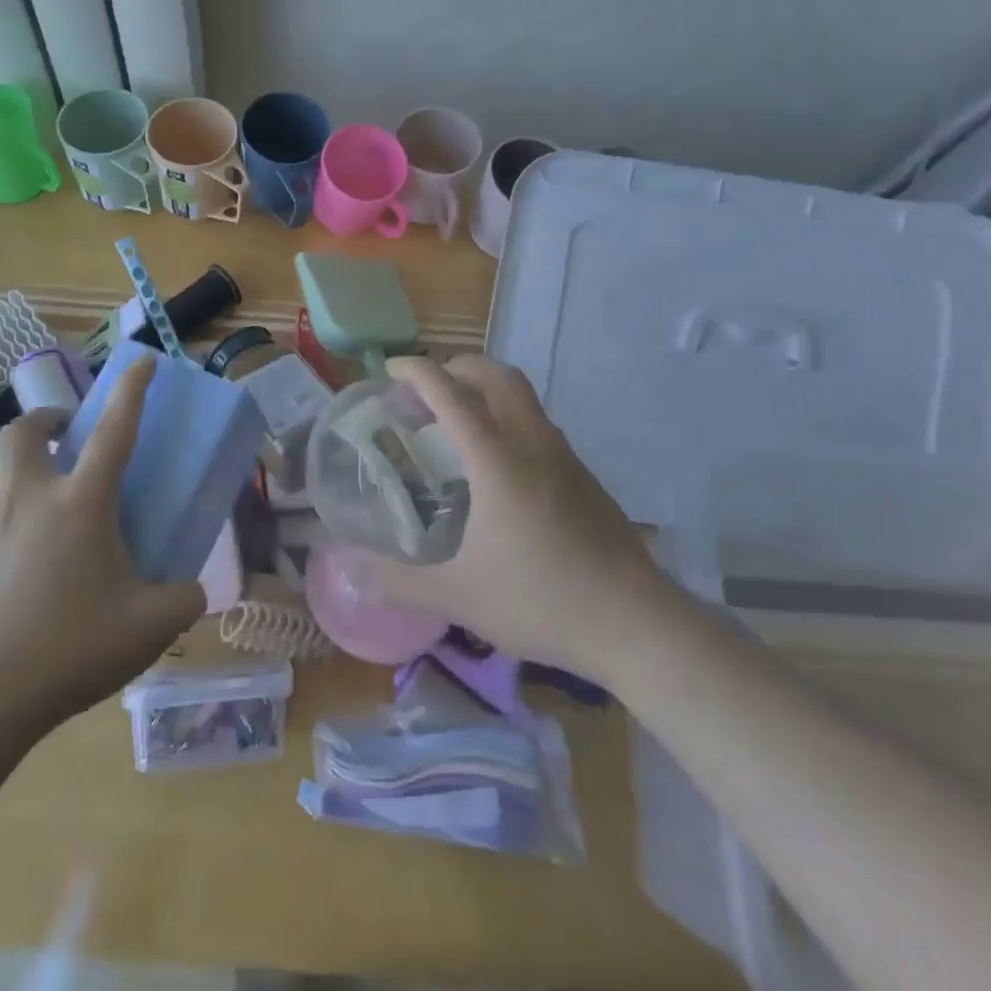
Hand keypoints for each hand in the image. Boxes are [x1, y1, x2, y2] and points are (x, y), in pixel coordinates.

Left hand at [0, 353, 202, 741]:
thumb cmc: (71, 650)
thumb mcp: (149, 626)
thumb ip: (184, 600)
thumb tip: (194, 591)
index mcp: (81, 504)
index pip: (114, 430)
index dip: (132, 390)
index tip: (144, 360)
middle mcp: (28, 500)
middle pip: (23, 431)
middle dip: (46, 419)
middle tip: (64, 435)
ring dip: (17, 469)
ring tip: (38, 497)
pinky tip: (10, 554)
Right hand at [376, 355, 668, 682]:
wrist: (636, 623)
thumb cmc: (542, 600)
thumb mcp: (461, 596)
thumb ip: (402, 582)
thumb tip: (355, 572)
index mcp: (497, 460)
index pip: (451, 393)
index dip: (418, 372)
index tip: (390, 370)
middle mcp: (532, 443)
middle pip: (497, 375)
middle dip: (458, 367)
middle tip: (427, 389)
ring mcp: (565, 457)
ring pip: (524, 398)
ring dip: (487, 391)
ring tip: (459, 423)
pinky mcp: (585, 477)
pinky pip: (539, 426)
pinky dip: (509, 419)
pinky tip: (500, 467)